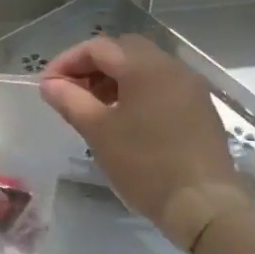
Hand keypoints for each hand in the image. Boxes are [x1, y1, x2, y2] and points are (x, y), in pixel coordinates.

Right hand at [39, 35, 252, 253]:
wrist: (205, 206)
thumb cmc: (146, 165)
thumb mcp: (98, 132)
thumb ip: (70, 100)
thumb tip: (49, 84)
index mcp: (145, 67)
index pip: (98, 47)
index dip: (67, 61)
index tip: (48, 86)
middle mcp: (171, 67)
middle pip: (123, 51)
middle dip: (92, 66)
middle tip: (72, 92)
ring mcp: (190, 86)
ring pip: (144, 67)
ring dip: (115, 78)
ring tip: (95, 107)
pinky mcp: (200, 107)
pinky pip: (162, 85)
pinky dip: (138, 90)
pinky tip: (126, 118)